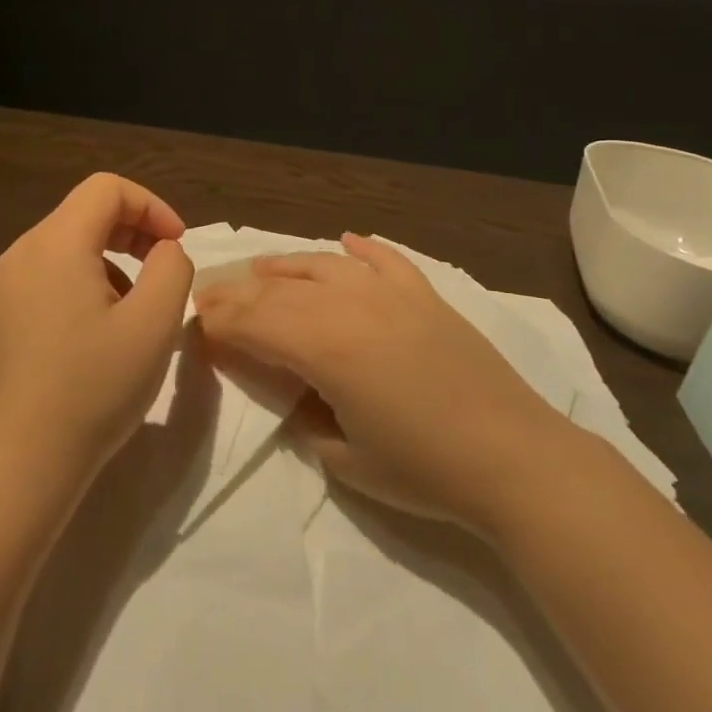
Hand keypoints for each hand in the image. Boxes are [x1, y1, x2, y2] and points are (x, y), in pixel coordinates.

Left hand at [0, 173, 195, 489]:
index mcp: (56, 243)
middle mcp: (22, 253)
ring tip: (133, 315)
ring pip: (68, 248)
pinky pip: (48, 278)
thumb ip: (172, 268)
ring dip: (112, 263)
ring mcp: (4, 287)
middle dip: (134, 233)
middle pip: (85, 214)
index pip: (107, 189)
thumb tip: (163, 251)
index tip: (177, 246)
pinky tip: (97, 336)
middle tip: (164, 273)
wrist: (18, 462)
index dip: (152, 207)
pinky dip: (83, 285)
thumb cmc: (92, 388)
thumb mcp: (154, 324)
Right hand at [194, 234, 562, 532]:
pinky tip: (348, 241)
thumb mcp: (344, 459)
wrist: (516, 462)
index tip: (196, 323)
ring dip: (286, 264)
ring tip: (260, 267)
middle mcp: (353, 305)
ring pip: (325, 264)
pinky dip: (363, 248)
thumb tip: (294, 390)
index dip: (221, 322)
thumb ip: (305, 416)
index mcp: (326, 346)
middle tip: (210, 295)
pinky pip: (387, 260)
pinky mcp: (427, 297)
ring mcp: (393, 294)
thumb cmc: (424, 471)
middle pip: (281, 288)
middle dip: (239, 292)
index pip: (256, 322)